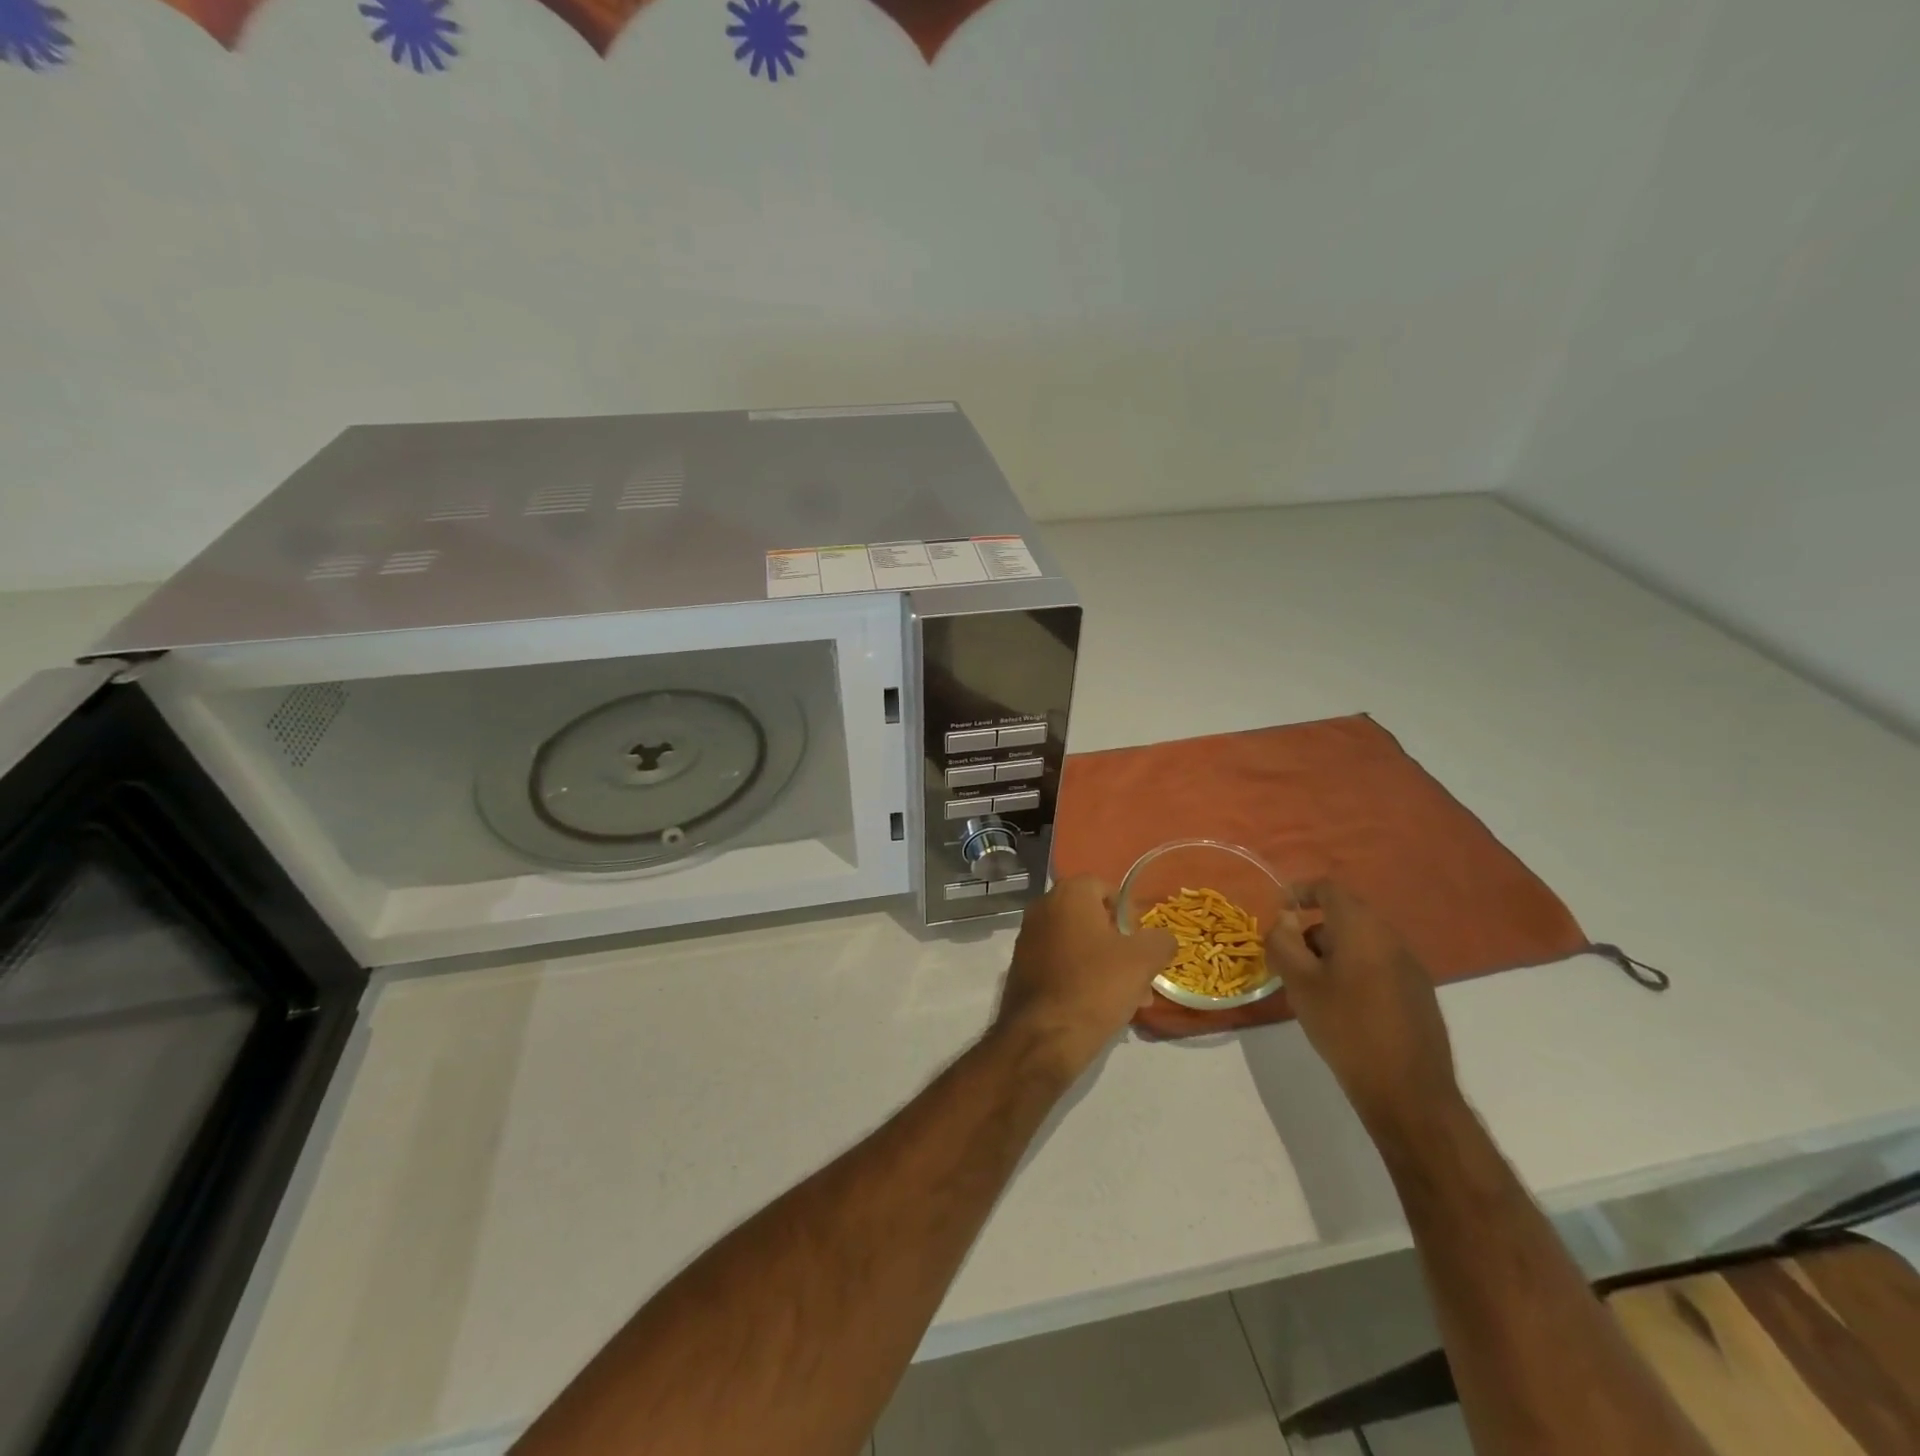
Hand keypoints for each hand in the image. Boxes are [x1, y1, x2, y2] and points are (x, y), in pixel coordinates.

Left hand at [993, 876, 1176, 1082]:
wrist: (1044, 1035)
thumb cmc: (1095, 986)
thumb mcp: (1143, 961)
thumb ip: (1160, 941)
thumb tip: (1162, 939)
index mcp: (1068, 894)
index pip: (1104, 887)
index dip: (1127, 912)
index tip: (1141, 941)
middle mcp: (1042, 908)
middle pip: (1090, 917)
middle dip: (1118, 943)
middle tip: (1139, 973)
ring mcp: (1028, 938)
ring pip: (1077, 943)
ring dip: (1103, 963)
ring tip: (1128, 997)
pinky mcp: (1021, 967)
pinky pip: (1059, 963)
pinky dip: (1080, 976)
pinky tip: (1098, 1006)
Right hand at [1266, 881, 1462, 1143]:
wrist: (1408, 1091)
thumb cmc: (1346, 1027)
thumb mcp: (1300, 983)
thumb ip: (1284, 943)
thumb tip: (1285, 921)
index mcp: (1362, 929)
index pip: (1328, 889)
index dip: (1299, 892)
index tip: (1278, 912)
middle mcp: (1391, 938)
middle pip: (1345, 916)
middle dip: (1312, 931)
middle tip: (1288, 960)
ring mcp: (1410, 967)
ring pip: (1361, 943)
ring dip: (1332, 953)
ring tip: (1311, 988)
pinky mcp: (1419, 994)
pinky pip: (1378, 965)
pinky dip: (1353, 971)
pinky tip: (1342, 1008)